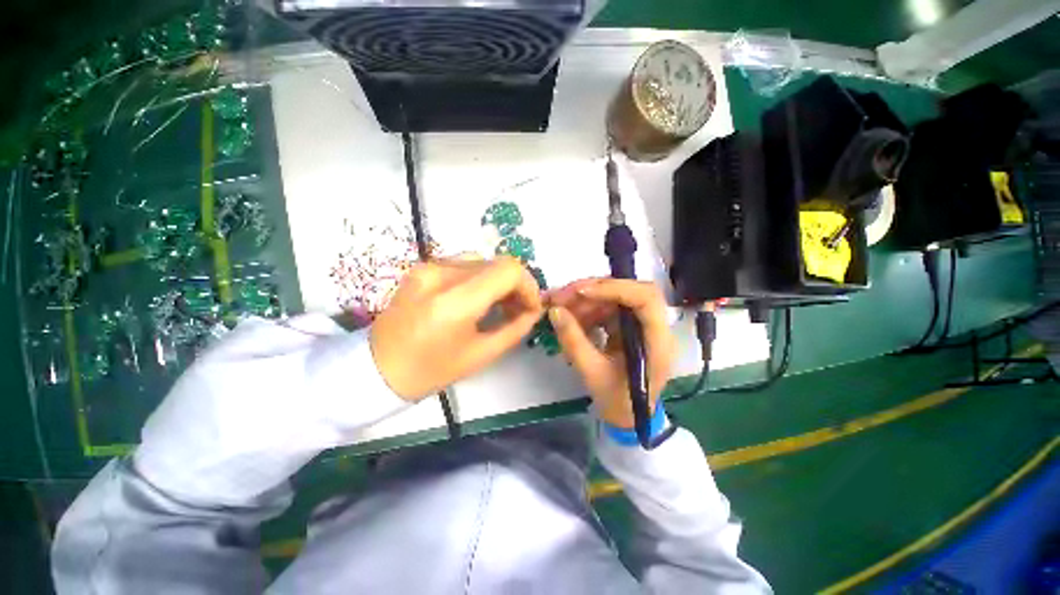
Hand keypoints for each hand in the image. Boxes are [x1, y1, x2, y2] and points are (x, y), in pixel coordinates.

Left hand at [371, 256, 542, 399]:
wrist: (377, 367)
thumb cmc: (431, 370)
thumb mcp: (482, 354)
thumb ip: (515, 327)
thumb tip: (534, 310)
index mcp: (456, 302)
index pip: (508, 270)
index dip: (528, 285)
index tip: (530, 306)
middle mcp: (441, 274)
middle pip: (497, 263)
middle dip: (516, 285)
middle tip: (518, 308)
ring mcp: (429, 266)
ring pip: (483, 261)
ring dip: (498, 280)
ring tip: (498, 304)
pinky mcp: (423, 267)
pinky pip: (464, 264)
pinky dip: (479, 278)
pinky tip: (477, 297)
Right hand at [548, 279, 675, 428]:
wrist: (628, 417)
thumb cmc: (618, 401)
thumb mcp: (592, 373)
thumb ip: (573, 341)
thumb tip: (554, 311)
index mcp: (656, 341)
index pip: (645, 298)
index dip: (614, 289)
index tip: (580, 292)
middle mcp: (652, 326)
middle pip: (626, 292)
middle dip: (591, 291)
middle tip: (560, 297)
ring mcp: (639, 324)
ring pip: (613, 298)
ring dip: (584, 300)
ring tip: (558, 308)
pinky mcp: (626, 326)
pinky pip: (605, 309)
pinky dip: (586, 310)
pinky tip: (570, 318)